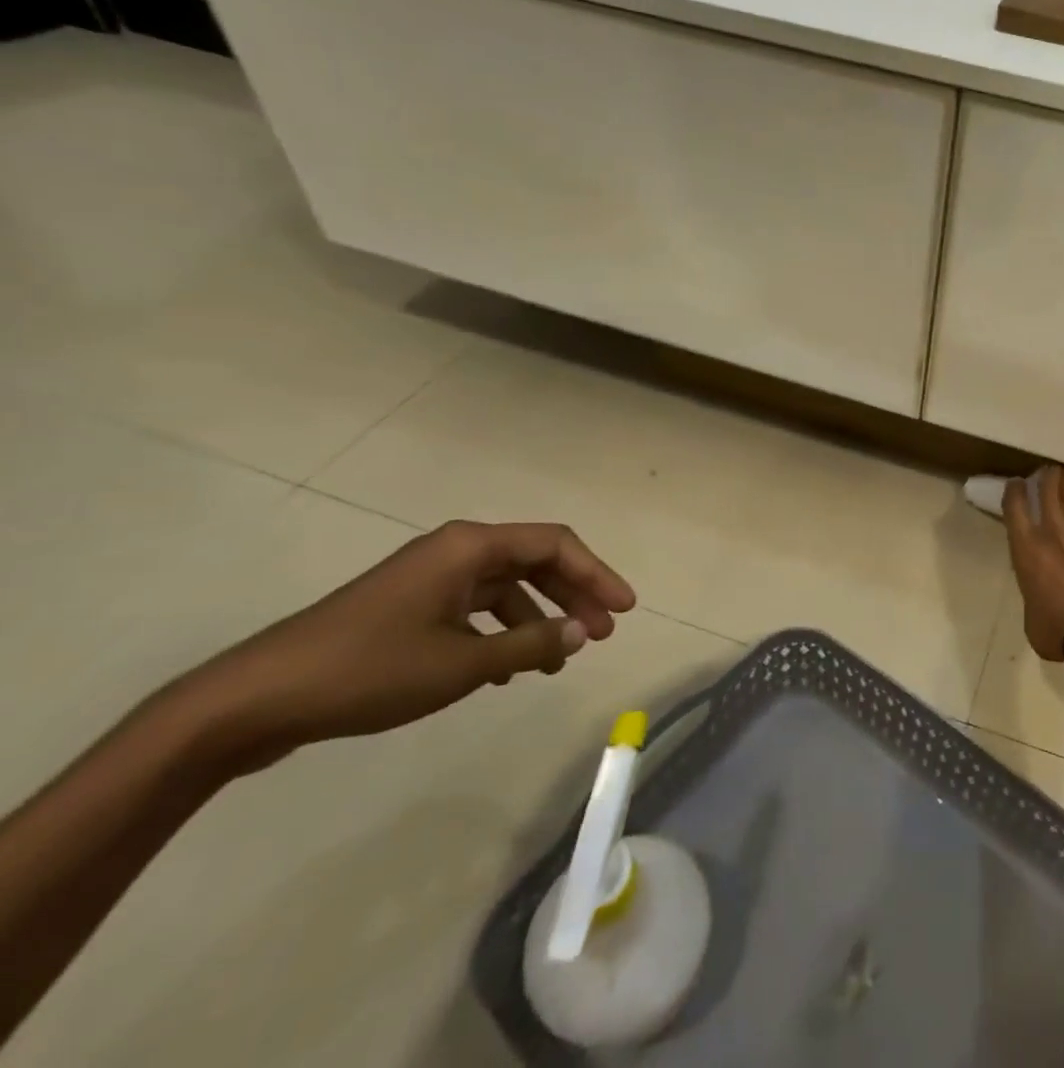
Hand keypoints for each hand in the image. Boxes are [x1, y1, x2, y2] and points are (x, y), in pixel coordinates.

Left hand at [162, 521, 636, 771]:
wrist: (254, 701)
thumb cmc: (369, 670)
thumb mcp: (462, 663)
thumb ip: (530, 645)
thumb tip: (582, 632)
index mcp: (470, 546)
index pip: (555, 545)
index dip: (597, 573)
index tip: (625, 609)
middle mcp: (455, 551)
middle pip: (535, 562)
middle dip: (573, 596)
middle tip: (602, 632)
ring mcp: (429, 579)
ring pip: (506, 588)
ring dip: (539, 619)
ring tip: (559, 660)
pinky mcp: (409, 607)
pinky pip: (476, 609)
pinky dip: (502, 632)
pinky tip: (508, 669)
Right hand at [1004, 467, 1063, 663]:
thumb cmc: (1061, 632)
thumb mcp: (1031, 618)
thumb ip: (1032, 596)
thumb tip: (1039, 596)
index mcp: (1026, 549)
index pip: (1014, 506)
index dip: (1014, 490)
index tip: (1017, 484)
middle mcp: (1053, 529)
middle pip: (1046, 487)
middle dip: (1046, 476)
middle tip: (1048, 475)